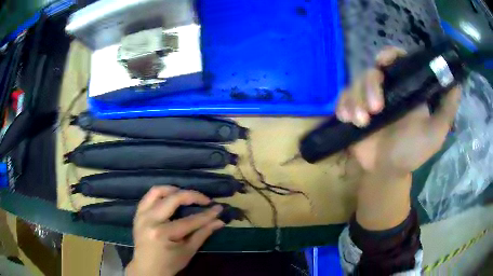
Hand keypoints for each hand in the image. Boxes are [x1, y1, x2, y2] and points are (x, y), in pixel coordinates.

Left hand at [126, 187, 224, 275]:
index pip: (189, 220)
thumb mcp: (188, 251)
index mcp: (163, 233)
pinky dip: (161, 194)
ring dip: (174, 190)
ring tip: (186, 195)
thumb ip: (203, 234)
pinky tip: (170, 198)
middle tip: (205, 200)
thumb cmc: (169, 263)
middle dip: (192, 196)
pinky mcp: (137, 214)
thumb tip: (219, 221)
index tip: (219, 208)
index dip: (206, 214)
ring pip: (157, 191)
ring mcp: (141, 215)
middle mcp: (150, 220)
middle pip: (173, 199)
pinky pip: (148, 196)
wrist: (147, 268)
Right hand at [336, 46, 460, 178]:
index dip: (388, 55)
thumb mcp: (436, 132)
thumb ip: (447, 108)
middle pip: (372, 71)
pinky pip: (342, 98)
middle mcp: (387, 89)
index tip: (383, 62)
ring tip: (360, 122)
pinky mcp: (353, 110)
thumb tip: (457, 82)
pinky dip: (343, 105)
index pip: (396, 60)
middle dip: (370, 87)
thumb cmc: (412, 152)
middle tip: (375, 110)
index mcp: (406, 89)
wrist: (387, 172)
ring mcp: (368, 99)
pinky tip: (347, 119)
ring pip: (355, 84)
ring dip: (356, 101)